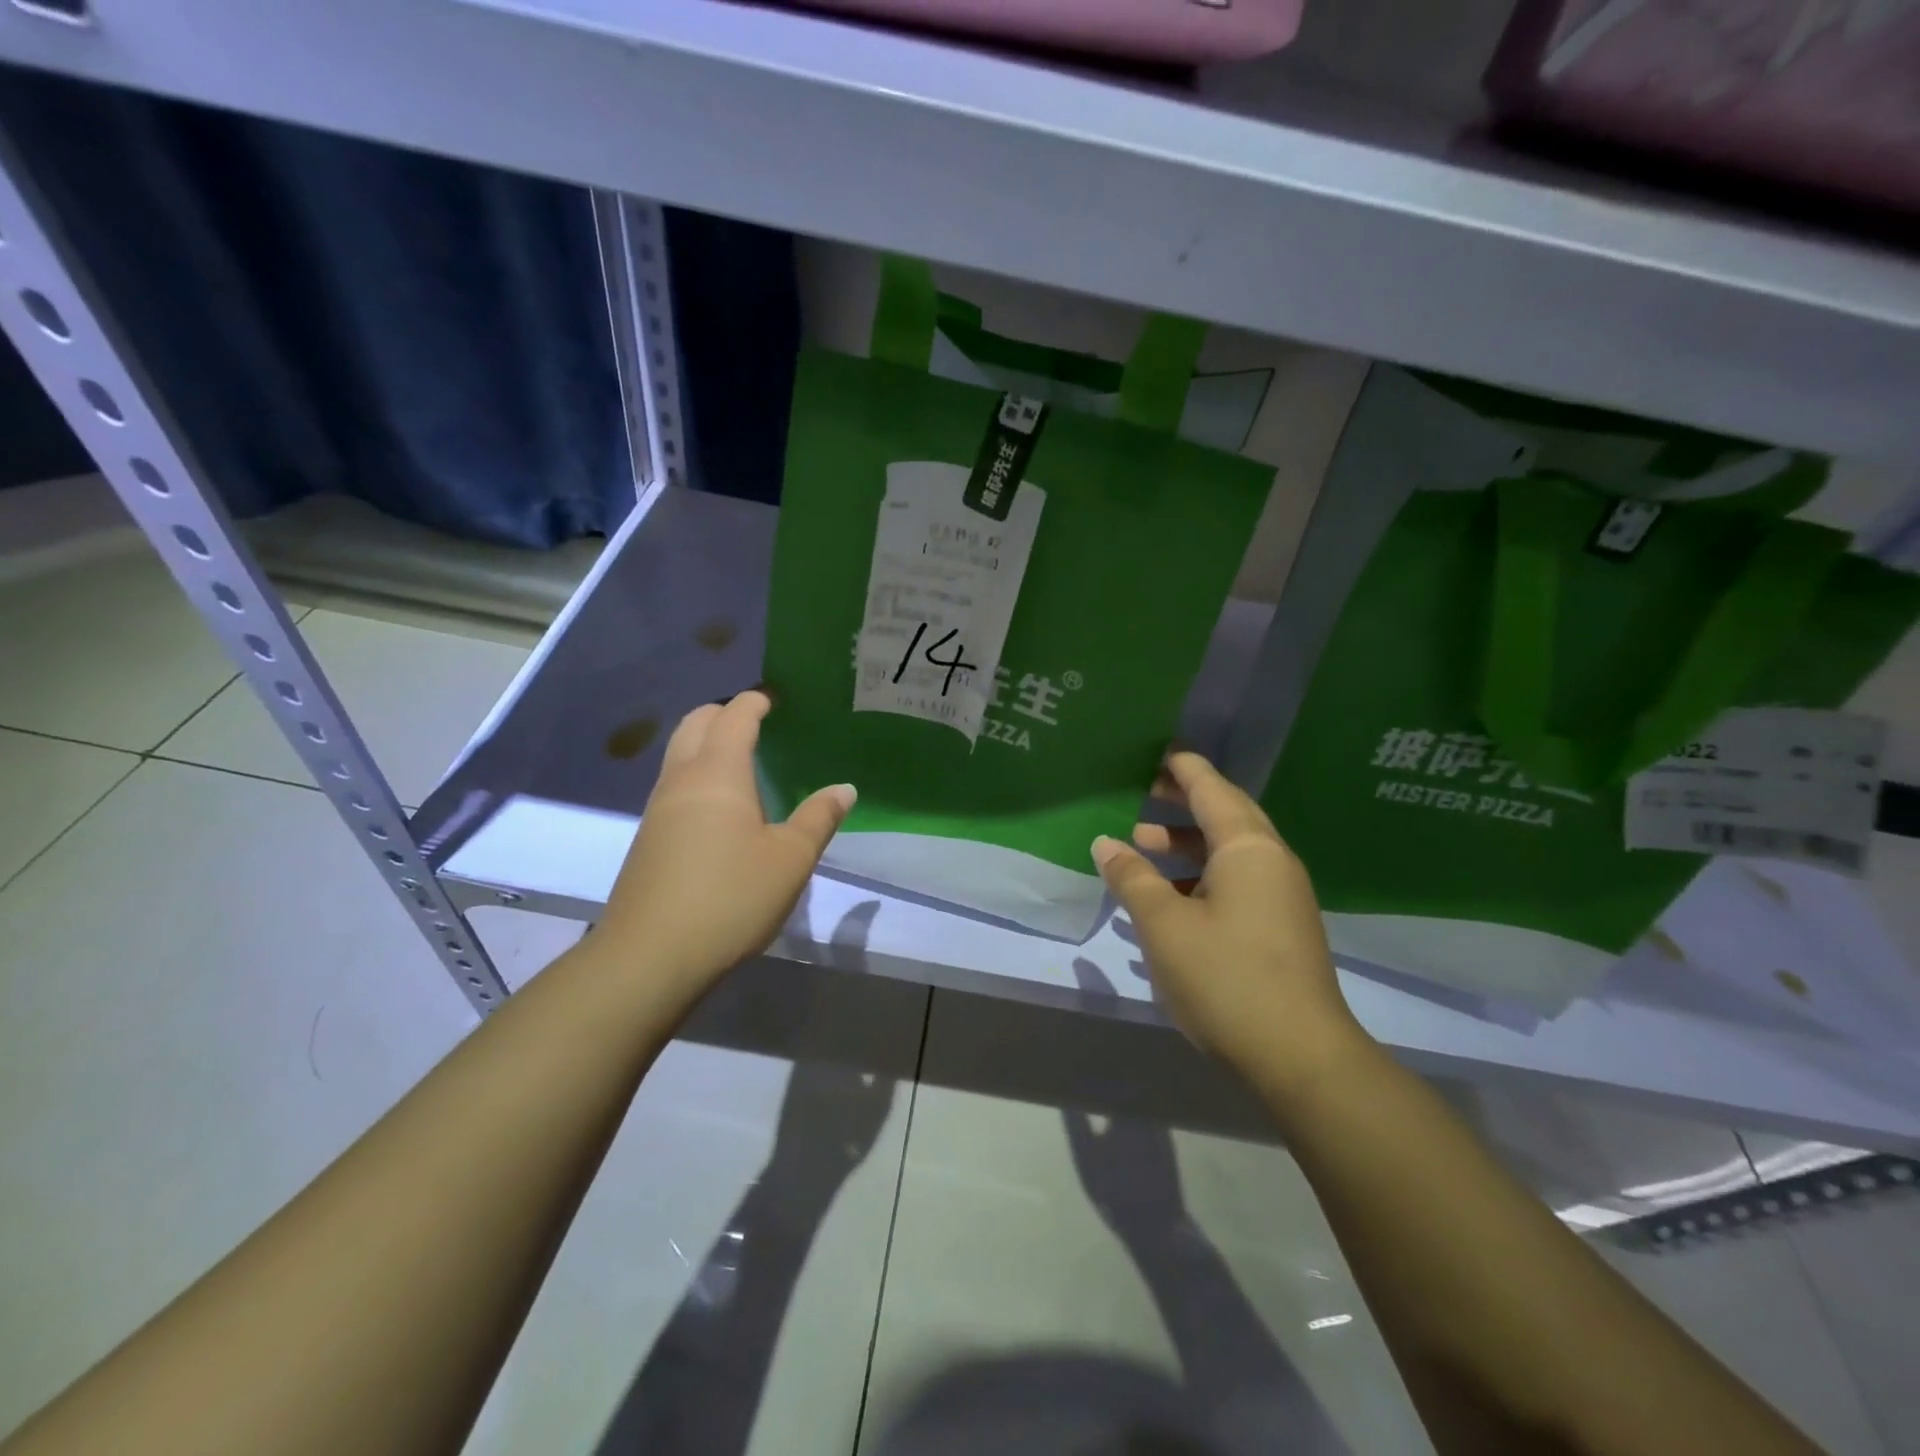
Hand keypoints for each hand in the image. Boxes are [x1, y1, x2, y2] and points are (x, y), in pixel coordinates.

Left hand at [597, 691, 854, 1004]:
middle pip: (695, 724)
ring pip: (680, 755)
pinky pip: (675, 786)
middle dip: (724, 714)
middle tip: (757, 722)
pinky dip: (698, 775)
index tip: (774, 698)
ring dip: (706, 744)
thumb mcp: (790, 859)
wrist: (650, 956)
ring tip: (743, 761)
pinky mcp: (649, 839)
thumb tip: (843, 789)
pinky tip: (721, 808)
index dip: (755, 702)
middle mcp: (682, 780)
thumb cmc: (730, 896)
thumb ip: (818, 818)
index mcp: (718, 773)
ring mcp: (658, 809)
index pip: (734, 717)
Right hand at [1091, 751, 1369, 1094]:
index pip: (1212, 791)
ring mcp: (1282, 897)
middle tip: (1144, 791)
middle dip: (1184, 802)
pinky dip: (1201, 875)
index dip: (1184, 769)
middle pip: (1226, 815)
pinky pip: (1237, 881)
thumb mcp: (1164, 925)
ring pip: (1230, 852)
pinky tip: (1169, 897)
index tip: (1160, 751)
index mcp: (1248, 849)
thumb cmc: (1226, 978)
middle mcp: (1272, 863)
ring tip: (1143, 845)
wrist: (1301, 1058)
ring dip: (1188, 844)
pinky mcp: (1281, 928)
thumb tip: (1106, 843)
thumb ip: (1133, 878)